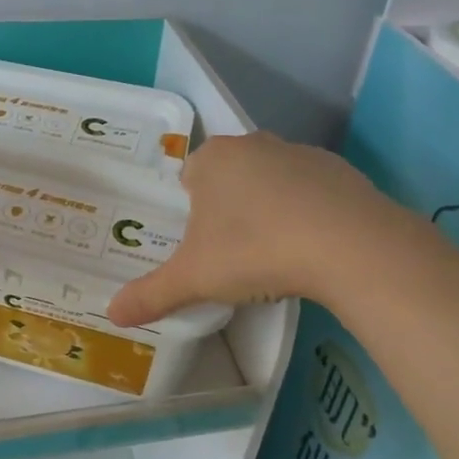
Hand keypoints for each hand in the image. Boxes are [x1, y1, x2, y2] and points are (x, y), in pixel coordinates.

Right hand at [107, 132, 402, 325]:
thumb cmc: (255, 250)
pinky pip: (310, 191)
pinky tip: (312, 246)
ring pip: (270, 181)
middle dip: (227, 208)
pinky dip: (307, 212)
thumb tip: (111, 314)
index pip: (189, 177)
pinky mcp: (339, 170)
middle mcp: (253, 144)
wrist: (348, 245)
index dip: (190, 210)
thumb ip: (151, 294)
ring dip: (267, 208)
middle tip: (232, 253)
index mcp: (213, 159)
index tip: (201, 245)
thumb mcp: (194, 279)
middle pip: (229, 176)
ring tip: (274, 254)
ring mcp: (300, 153)